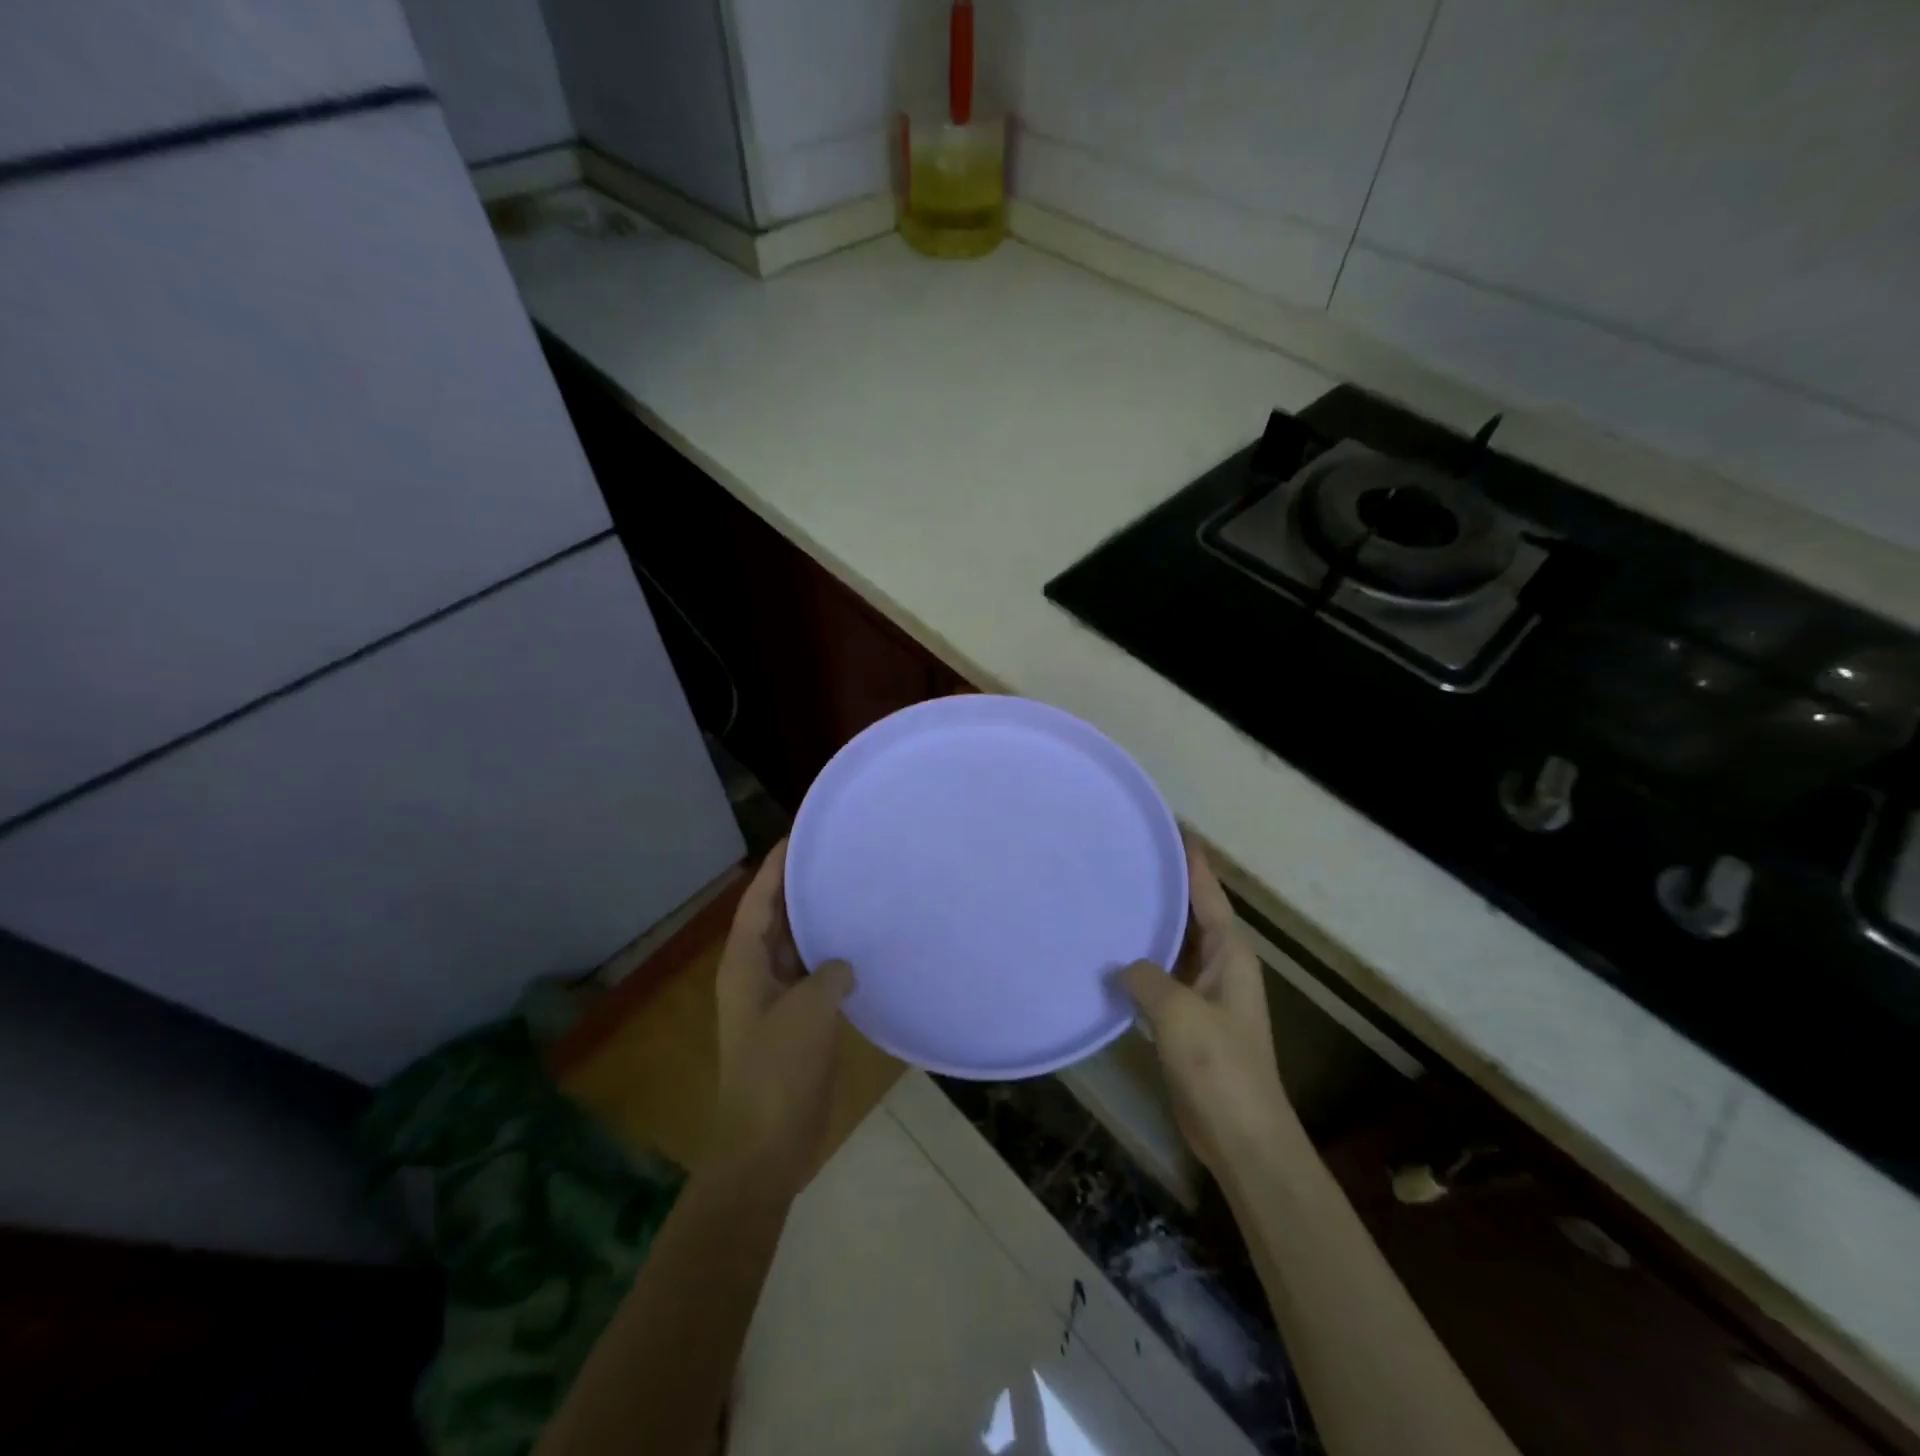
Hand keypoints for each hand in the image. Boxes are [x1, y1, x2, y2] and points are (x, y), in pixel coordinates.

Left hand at [712, 840, 855, 1192]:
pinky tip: (861, 948)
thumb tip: (843, 966)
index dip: (775, 867)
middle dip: (800, 888)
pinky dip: (832, 958)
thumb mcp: (807, 1012)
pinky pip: (814, 975)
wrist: (767, 1144)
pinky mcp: (796, 1022)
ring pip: (796, 947)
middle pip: (776, 919)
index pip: (758, 901)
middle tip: (836, 856)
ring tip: (852, 891)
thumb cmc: (778, 1071)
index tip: (799, 835)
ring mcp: (775, 999)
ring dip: (818, 922)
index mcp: (744, 965)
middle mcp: (755, 974)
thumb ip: (828, 974)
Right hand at [1120, 834, 1296, 1173]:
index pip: (1208, 893)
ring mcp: (1206, 994)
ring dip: (1150, 926)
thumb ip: (1145, 976)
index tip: (1170, 826)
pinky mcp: (1189, 1020)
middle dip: (1164, 887)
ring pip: (1174, 946)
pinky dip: (1141, 963)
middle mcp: (1222, 965)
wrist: (1241, 1135)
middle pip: (1191, 914)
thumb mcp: (1177, 1011)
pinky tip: (1111, 958)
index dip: (1191, 860)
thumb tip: (1122, 965)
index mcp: (1230, 953)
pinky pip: (1162, 977)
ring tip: (1111, 897)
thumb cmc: (1218, 1065)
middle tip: (1124, 856)